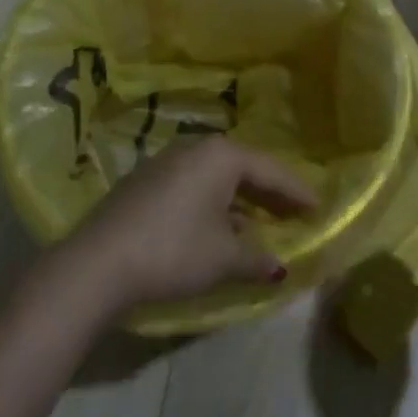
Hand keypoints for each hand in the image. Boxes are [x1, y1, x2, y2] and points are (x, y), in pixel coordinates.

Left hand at [64, 137, 319, 311]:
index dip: (297, 191)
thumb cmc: (174, 251)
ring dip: (241, 201)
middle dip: (270, 193)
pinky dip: (214, 204)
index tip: (319, 207)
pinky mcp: (145, 182)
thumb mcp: (223, 258)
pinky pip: (194, 186)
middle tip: (295, 213)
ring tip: (261, 224)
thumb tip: (279, 267)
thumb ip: (257, 259)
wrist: (98, 263)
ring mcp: (166, 162)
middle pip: (244, 169)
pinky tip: (219, 228)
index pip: (270, 170)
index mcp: (221, 155)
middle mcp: (195, 148)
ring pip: (217, 178)